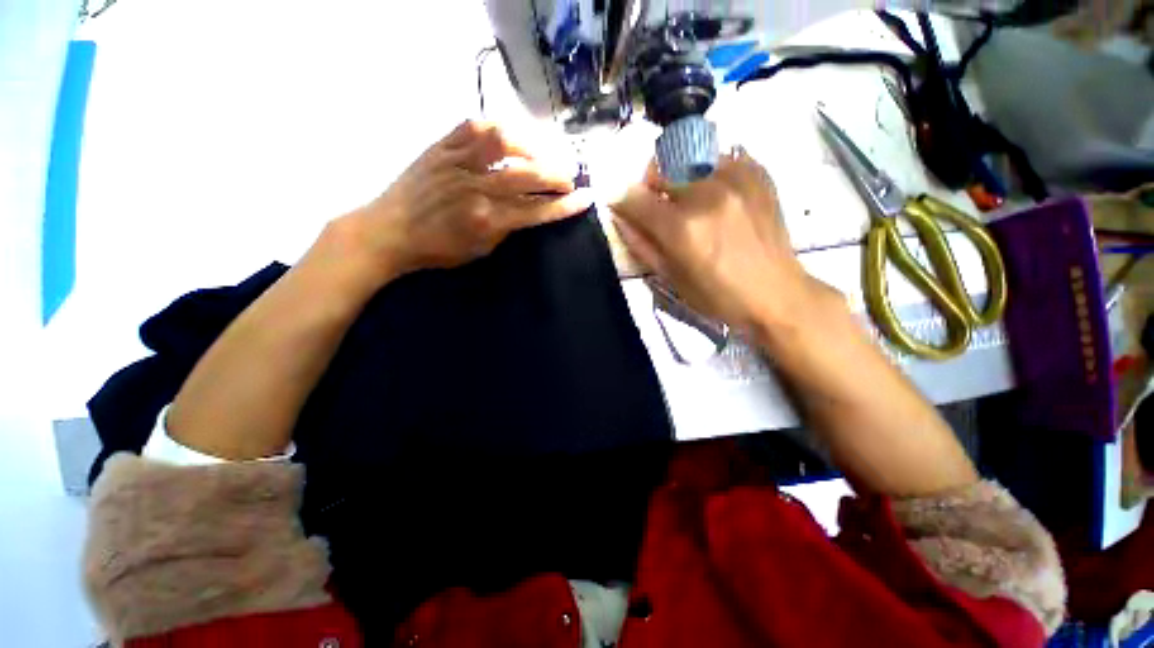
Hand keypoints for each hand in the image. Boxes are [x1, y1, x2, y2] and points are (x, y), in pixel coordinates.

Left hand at [344, 120, 591, 283]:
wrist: (389, 231)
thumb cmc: (435, 250)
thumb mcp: (478, 251)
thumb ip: (506, 230)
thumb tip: (526, 212)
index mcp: (485, 220)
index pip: (536, 211)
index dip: (564, 206)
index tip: (586, 199)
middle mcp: (475, 188)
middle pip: (527, 175)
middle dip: (556, 175)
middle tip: (570, 177)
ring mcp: (457, 162)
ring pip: (503, 143)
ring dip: (531, 147)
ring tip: (543, 154)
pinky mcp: (441, 146)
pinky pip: (472, 126)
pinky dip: (497, 127)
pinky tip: (509, 134)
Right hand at [610, 147, 823, 333]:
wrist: (776, 294)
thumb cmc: (717, 296)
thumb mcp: (670, 278)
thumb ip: (640, 244)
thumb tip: (619, 216)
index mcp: (682, 229)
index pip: (635, 198)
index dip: (621, 199)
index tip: (621, 205)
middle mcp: (706, 195)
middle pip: (661, 165)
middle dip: (649, 183)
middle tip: (657, 203)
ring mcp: (736, 179)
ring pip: (689, 155)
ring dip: (678, 174)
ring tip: (688, 198)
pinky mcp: (758, 174)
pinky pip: (721, 156)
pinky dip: (708, 170)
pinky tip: (715, 193)